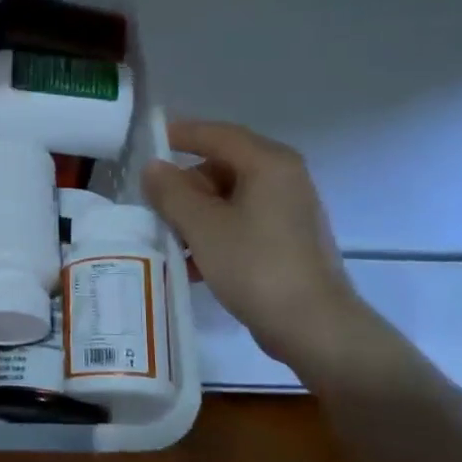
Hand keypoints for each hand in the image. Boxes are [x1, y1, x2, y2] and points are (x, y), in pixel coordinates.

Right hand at [143, 119, 377, 380]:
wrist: (314, 327)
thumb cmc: (255, 266)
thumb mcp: (202, 226)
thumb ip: (172, 192)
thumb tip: (153, 167)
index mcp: (269, 163)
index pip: (217, 134)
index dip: (180, 134)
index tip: (147, 141)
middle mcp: (284, 178)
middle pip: (223, 166)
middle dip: (185, 185)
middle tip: (153, 204)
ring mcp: (289, 211)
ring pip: (230, 198)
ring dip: (196, 214)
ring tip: (167, 238)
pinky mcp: (287, 241)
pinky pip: (242, 223)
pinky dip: (215, 234)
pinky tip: (192, 264)